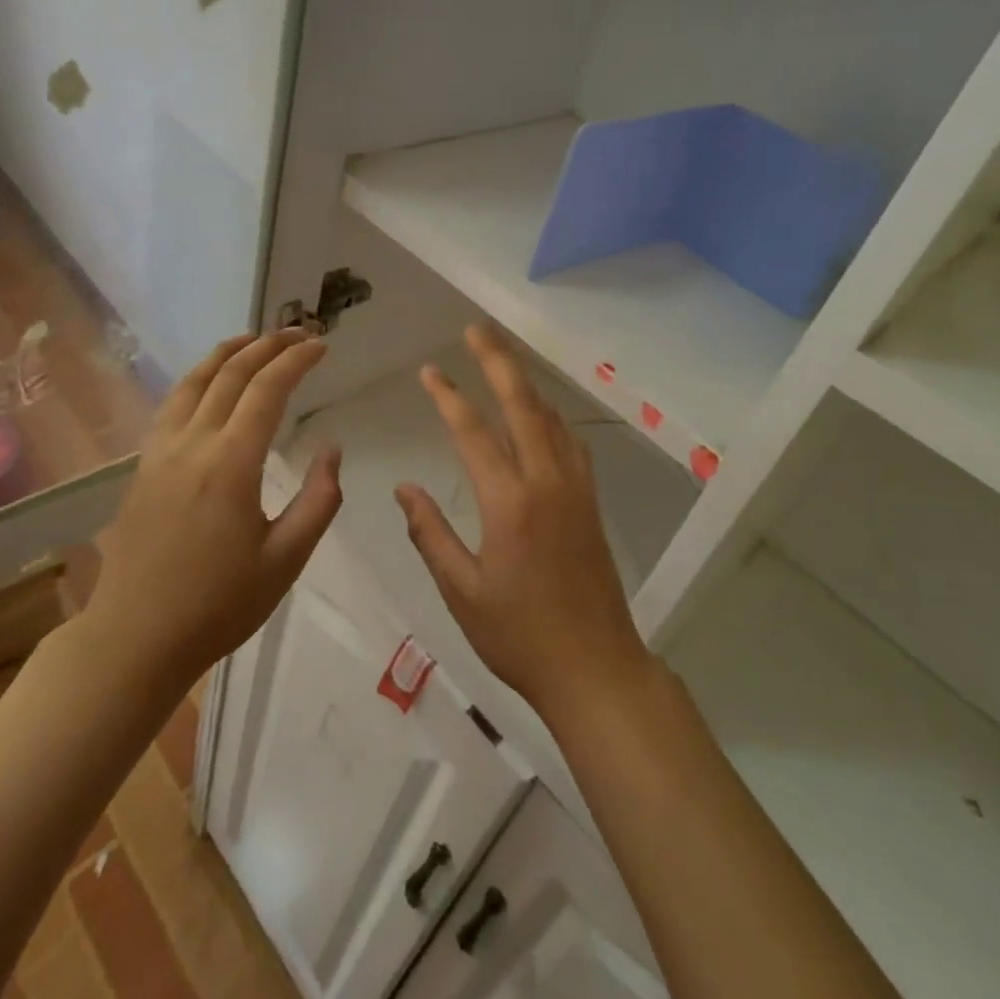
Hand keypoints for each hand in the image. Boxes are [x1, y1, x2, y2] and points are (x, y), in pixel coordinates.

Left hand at [85, 330, 341, 684]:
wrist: (135, 638)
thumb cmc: (219, 604)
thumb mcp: (286, 560)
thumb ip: (318, 500)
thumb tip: (332, 450)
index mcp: (231, 463)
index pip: (267, 389)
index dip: (297, 360)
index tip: (322, 346)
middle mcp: (192, 444)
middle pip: (230, 374)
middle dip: (268, 346)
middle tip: (300, 333)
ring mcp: (160, 452)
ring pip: (194, 381)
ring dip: (228, 352)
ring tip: (255, 340)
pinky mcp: (143, 466)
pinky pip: (173, 403)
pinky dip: (199, 377)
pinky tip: (210, 382)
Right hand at [395, 325, 651, 725]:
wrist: (595, 667)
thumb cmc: (520, 636)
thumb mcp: (462, 592)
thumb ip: (431, 535)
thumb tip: (404, 490)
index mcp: (509, 503)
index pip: (473, 433)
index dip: (449, 397)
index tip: (430, 371)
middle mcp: (546, 482)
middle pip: (522, 405)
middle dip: (498, 363)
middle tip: (476, 331)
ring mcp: (575, 488)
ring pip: (550, 418)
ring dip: (525, 383)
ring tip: (502, 359)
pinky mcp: (590, 501)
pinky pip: (569, 441)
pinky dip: (549, 415)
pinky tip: (540, 414)